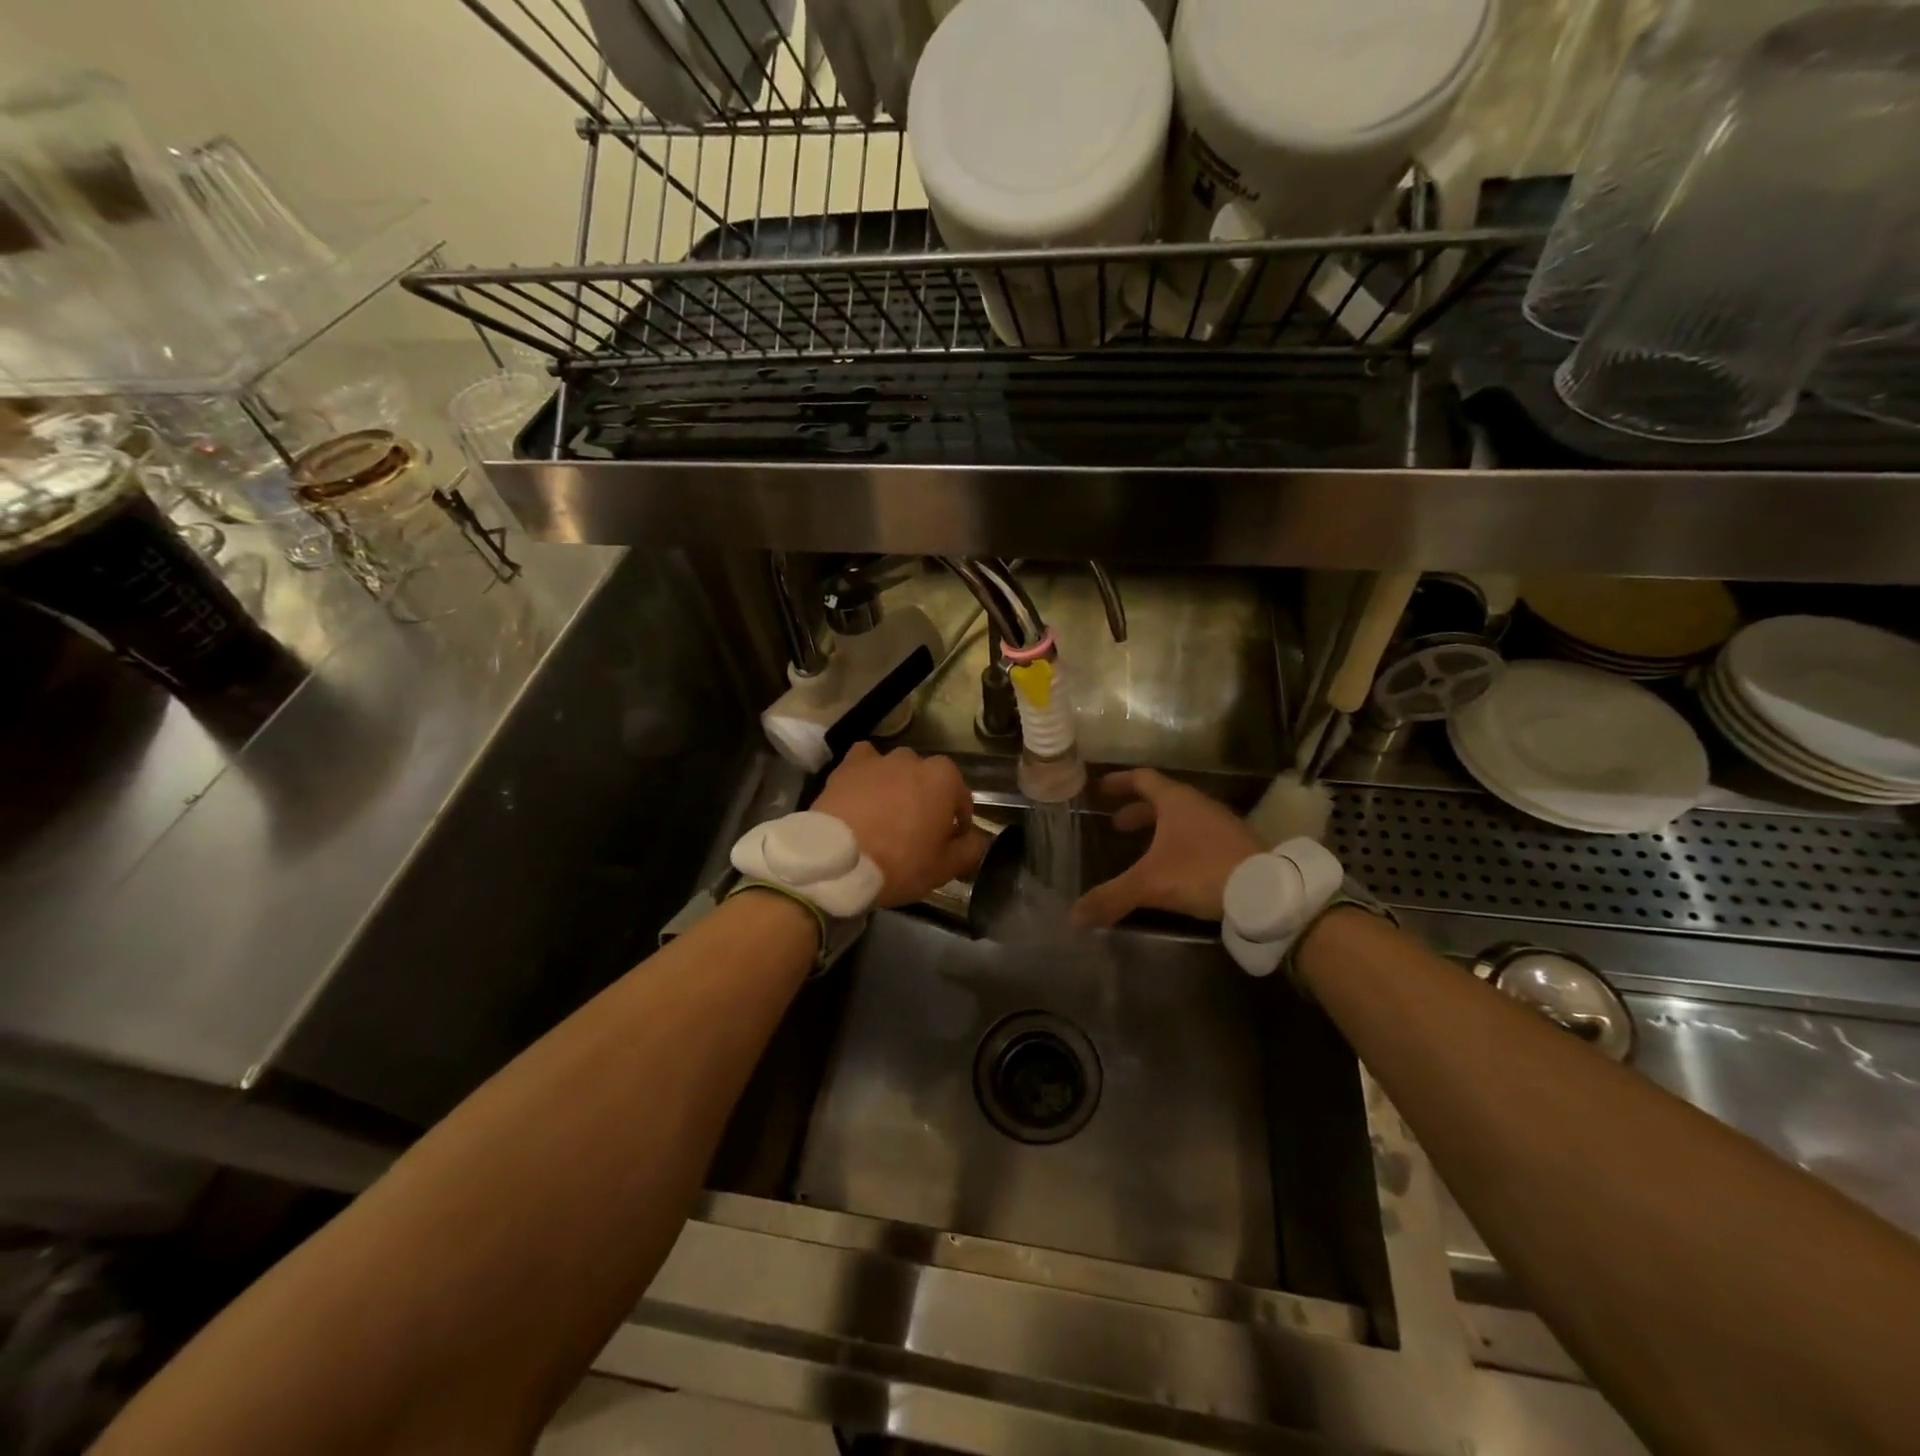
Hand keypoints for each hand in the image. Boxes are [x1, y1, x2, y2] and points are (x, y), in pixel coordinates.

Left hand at [812, 743, 990, 908]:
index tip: (948, 844)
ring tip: (886, 816)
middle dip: (927, 801)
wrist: (836, 861)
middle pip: (928, 781)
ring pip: (897, 770)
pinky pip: (864, 763)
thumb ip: (971, 849)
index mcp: (944, 779)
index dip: (958, 824)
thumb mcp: (944, 868)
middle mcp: (914, 760)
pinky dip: (867, 774)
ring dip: (897, 787)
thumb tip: (979, 839)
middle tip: (915, 833)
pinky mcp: (847, 766)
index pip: (962, 799)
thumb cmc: (899, 863)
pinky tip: (862, 794)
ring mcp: (879, 759)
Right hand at [1071, 769, 1263, 928]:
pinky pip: (1199, 836)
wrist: (1267, 891)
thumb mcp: (1150, 884)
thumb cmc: (1202, 871)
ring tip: (1142, 848)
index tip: (1100, 789)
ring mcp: (1221, 824)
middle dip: (1137, 811)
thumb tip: (1073, 916)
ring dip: (1160, 828)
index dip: (1119, 782)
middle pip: (1162, 799)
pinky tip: (1175, 867)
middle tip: (1116, 826)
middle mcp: (1199, 805)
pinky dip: (1180, 843)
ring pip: (1183, 818)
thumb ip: (1112, 897)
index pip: (1143, 778)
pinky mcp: (1236, 846)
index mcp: (1176, 801)